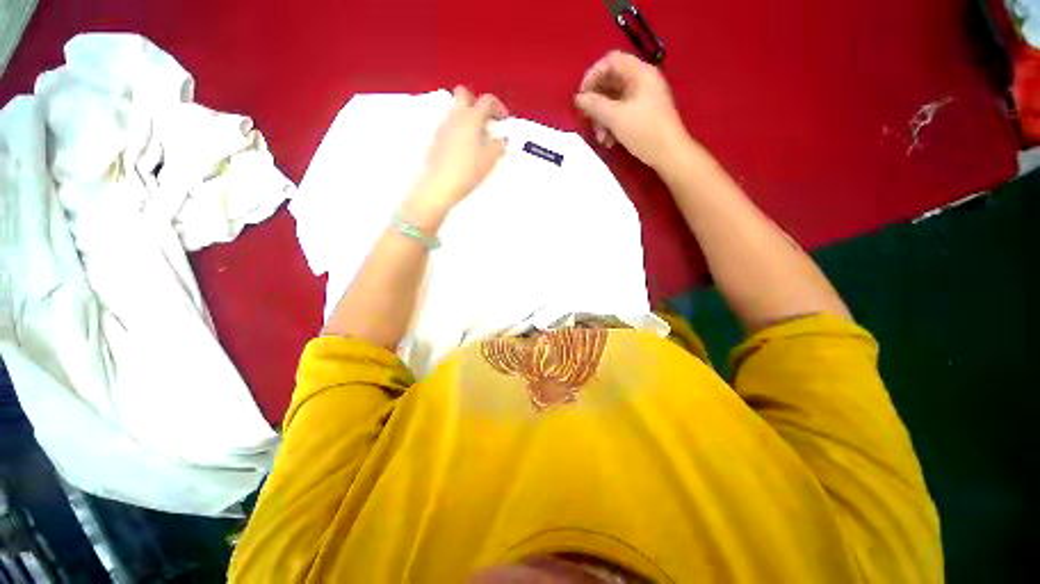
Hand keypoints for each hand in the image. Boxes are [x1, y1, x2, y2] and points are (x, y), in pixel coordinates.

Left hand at [406, 86, 508, 225]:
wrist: (439, 185)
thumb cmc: (468, 171)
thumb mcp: (489, 160)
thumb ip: (498, 146)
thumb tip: (501, 139)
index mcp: (471, 118)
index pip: (487, 100)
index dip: (498, 107)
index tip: (503, 121)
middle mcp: (455, 117)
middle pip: (464, 94)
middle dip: (476, 103)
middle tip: (485, 122)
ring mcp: (443, 127)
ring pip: (455, 111)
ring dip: (467, 119)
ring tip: (476, 141)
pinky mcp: (435, 139)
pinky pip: (449, 126)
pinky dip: (458, 131)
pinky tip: (463, 150)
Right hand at [575, 51, 690, 168]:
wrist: (670, 154)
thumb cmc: (644, 131)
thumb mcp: (616, 117)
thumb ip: (595, 105)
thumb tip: (578, 98)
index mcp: (639, 73)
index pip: (611, 61)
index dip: (593, 75)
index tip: (581, 96)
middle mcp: (641, 80)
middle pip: (611, 82)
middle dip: (596, 103)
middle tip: (588, 120)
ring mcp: (643, 98)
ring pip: (614, 101)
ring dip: (602, 119)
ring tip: (601, 138)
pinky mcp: (643, 113)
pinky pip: (621, 112)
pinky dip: (612, 125)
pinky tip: (609, 141)